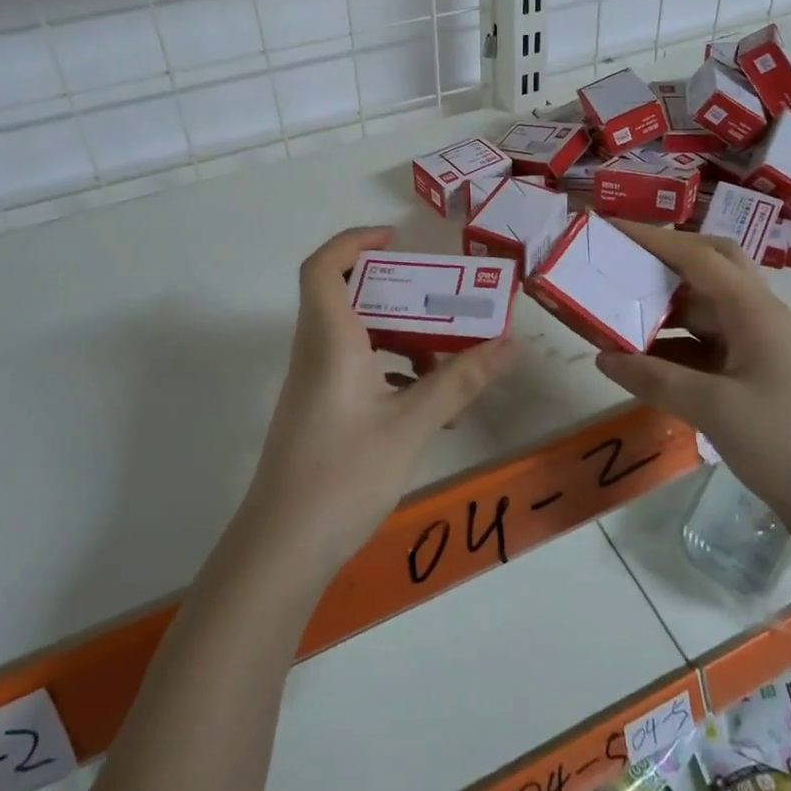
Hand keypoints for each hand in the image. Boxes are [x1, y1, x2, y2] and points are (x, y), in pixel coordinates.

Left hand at [240, 227, 516, 579]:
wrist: (282, 550)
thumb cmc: (342, 476)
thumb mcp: (410, 426)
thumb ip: (458, 382)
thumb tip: (509, 344)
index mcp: (330, 341)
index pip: (323, 268)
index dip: (353, 241)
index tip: (397, 240)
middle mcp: (317, 353)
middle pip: (348, 298)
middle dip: (398, 293)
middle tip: (443, 299)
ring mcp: (316, 384)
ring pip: (358, 337)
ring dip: (403, 338)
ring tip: (450, 359)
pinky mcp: (321, 412)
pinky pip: (359, 370)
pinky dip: (394, 371)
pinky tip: (430, 401)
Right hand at [593, 224, 790, 552]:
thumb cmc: (788, 445)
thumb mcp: (714, 410)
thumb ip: (655, 379)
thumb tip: (603, 358)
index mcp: (755, 310)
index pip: (697, 255)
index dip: (652, 237)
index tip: (609, 227)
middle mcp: (759, 317)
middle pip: (710, 268)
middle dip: (665, 260)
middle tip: (621, 263)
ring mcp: (761, 348)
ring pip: (706, 310)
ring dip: (666, 308)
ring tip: (619, 311)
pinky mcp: (758, 377)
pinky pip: (709, 347)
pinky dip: (676, 346)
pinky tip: (644, 360)